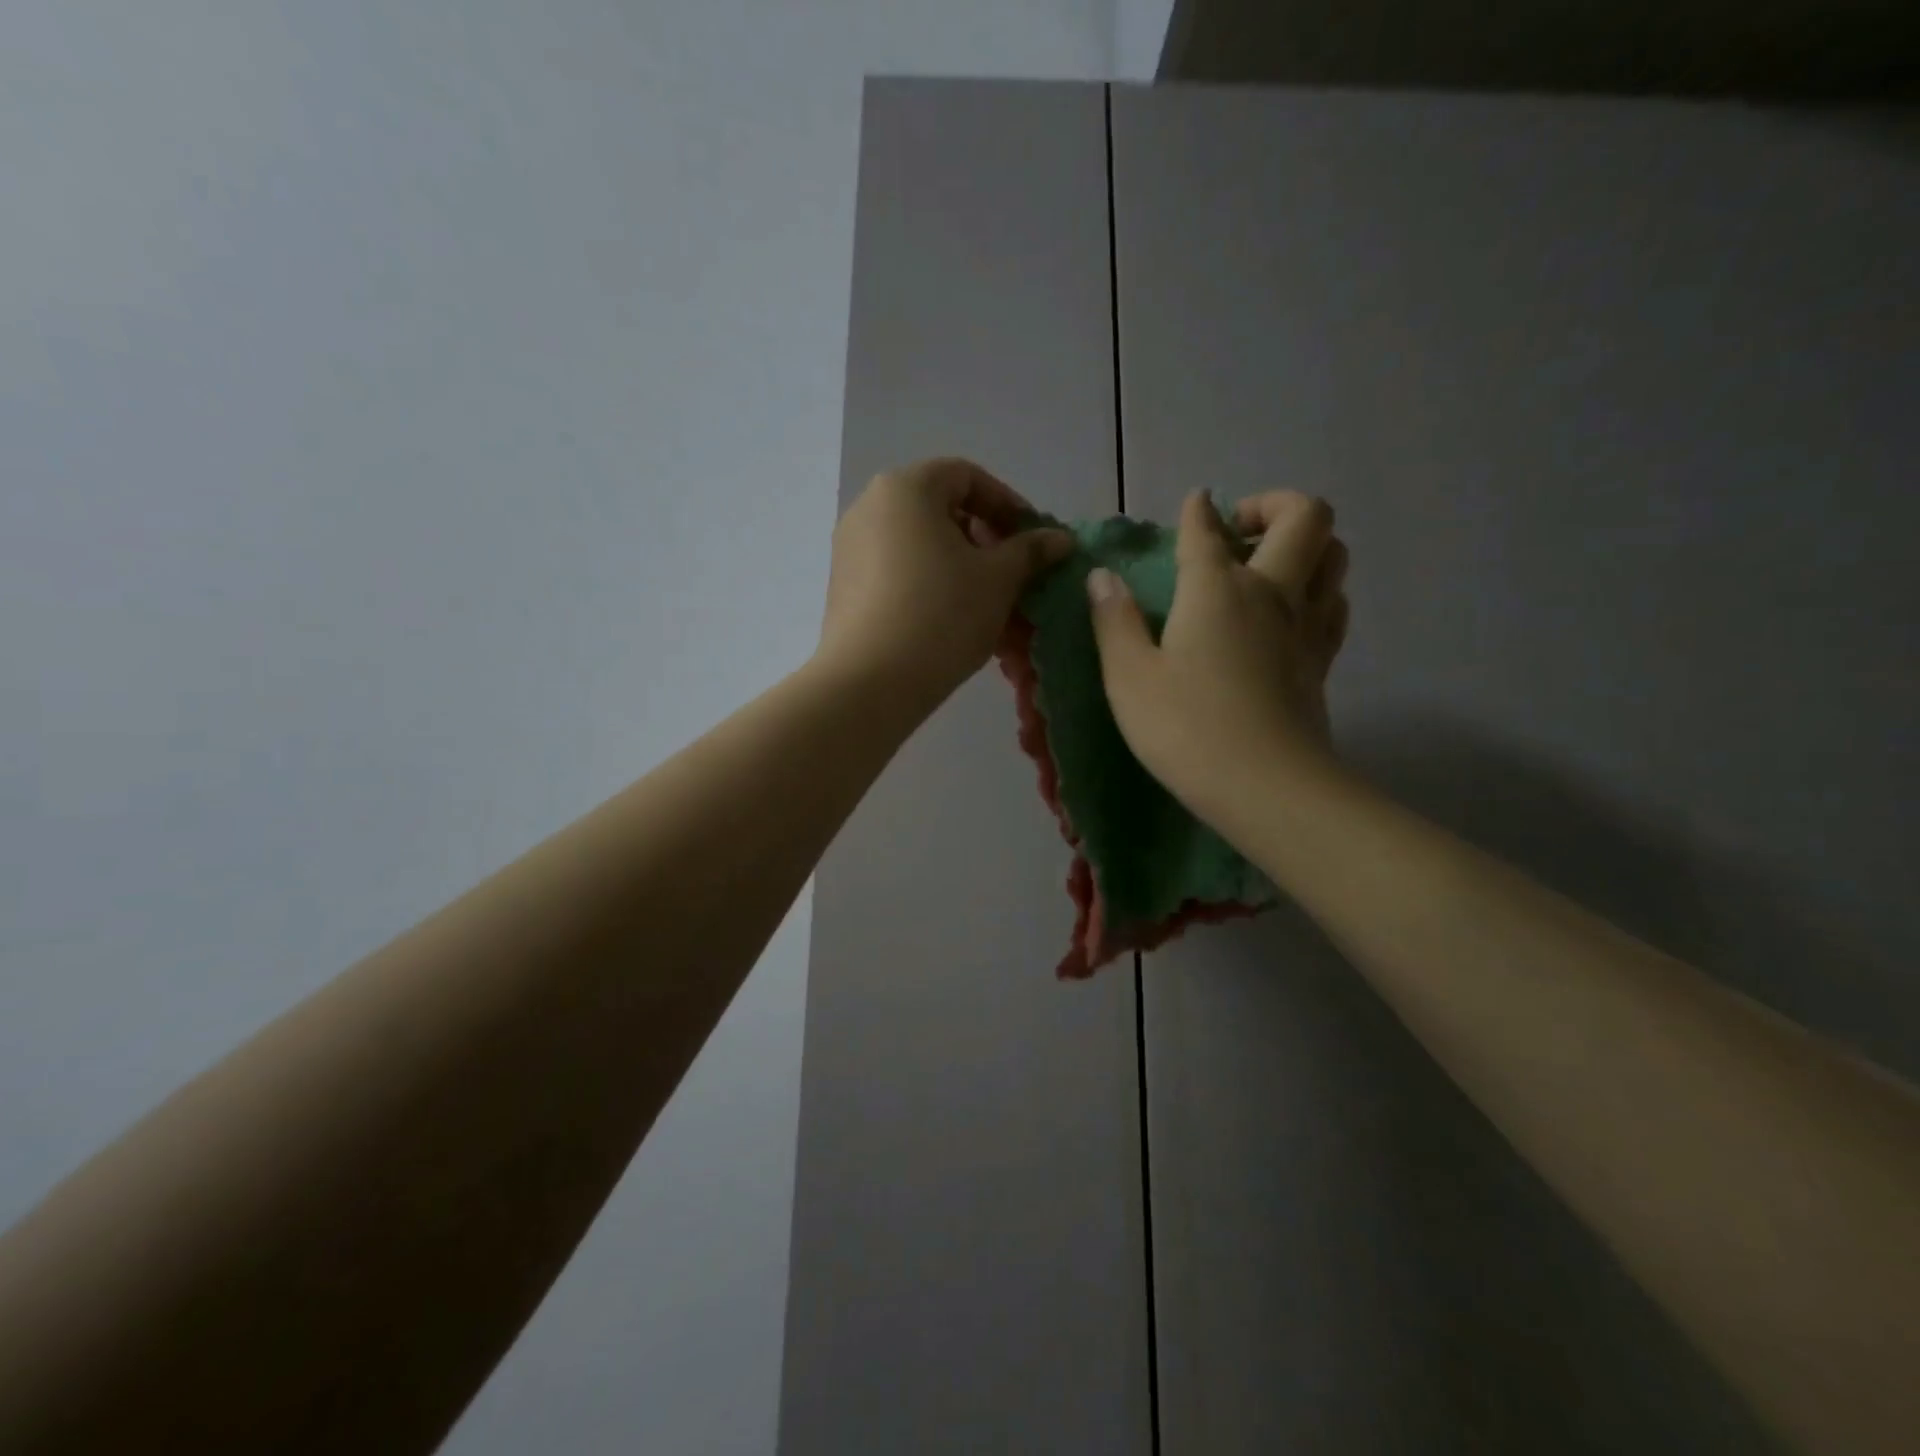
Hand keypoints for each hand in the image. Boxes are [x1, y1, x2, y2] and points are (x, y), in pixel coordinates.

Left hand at [818, 459, 1073, 712]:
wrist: (871, 683)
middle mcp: (870, 507)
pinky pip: (898, 574)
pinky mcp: (843, 588)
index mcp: (906, 488)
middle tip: (1014, 576)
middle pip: (941, 511)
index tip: (1033, 540)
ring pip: (921, 548)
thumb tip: (1060, 538)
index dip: (1008, 505)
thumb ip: (1031, 551)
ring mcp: (850, 549)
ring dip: (962, 569)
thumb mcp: (999, 579)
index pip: (967, 477)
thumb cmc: (942, 615)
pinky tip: (954, 622)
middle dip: (986, 542)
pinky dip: (931, 587)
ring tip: (990, 606)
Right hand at [1087, 488, 1348, 821]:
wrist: (1266, 786)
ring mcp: (1305, 625)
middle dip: (1271, 504)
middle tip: (1237, 532)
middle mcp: (1271, 591)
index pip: (1207, 530)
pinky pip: (1334, 603)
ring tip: (1267, 565)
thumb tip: (1102, 577)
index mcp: (1216, 588)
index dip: (1197, 512)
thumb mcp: (1129, 677)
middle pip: (1303, 516)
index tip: (1192, 505)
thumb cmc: (1185, 728)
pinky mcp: (1322, 660)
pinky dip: (1317, 589)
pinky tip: (1290, 611)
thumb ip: (1114, 620)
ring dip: (1305, 543)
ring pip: (1333, 554)